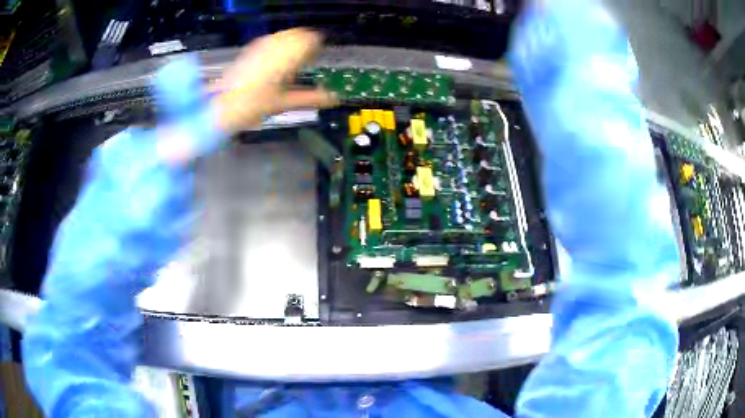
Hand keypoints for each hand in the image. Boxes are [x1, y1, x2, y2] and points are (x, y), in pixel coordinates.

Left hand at [211, 28, 338, 134]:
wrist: (223, 105)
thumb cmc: (255, 105)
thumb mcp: (285, 102)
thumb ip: (312, 98)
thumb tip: (334, 99)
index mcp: (288, 57)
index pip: (311, 39)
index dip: (317, 46)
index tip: (318, 56)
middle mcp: (276, 45)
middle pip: (299, 33)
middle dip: (306, 43)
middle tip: (306, 59)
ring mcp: (262, 45)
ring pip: (285, 34)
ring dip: (293, 42)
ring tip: (291, 59)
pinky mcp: (251, 48)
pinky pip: (272, 39)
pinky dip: (279, 44)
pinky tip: (276, 58)